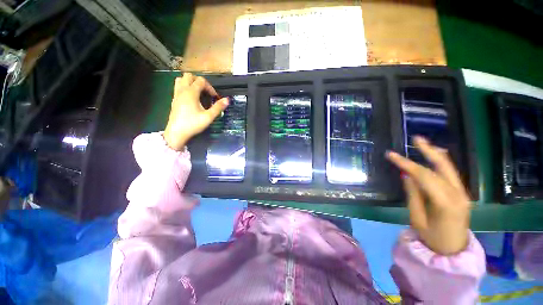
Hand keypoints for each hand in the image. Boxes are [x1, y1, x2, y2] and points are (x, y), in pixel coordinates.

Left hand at [163, 73, 228, 150]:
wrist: (176, 133)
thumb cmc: (193, 124)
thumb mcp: (208, 117)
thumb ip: (218, 107)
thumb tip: (227, 100)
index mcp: (191, 93)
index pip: (201, 81)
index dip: (210, 87)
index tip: (214, 97)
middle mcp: (182, 90)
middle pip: (189, 76)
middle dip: (199, 82)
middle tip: (206, 92)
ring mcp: (176, 94)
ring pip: (181, 79)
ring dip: (190, 82)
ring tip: (198, 92)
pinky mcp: (174, 100)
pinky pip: (178, 87)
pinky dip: (185, 88)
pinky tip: (191, 99)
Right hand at [386, 136, 470, 254]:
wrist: (453, 251)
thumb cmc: (431, 238)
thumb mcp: (417, 218)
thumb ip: (413, 194)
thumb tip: (406, 175)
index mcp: (445, 203)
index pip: (423, 176)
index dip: (406, 163)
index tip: (391, 155)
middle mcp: (458, 194)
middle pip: (442, 167)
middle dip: (428, 151)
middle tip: (417, 138)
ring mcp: (463, 194)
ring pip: (449, 169)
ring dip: (436, 155)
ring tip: (424, 144)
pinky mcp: (462, 194)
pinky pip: (451, 175)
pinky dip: (442, 163)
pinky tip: (436, 156)